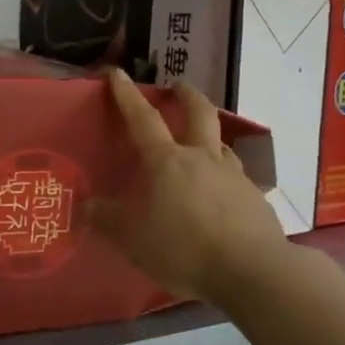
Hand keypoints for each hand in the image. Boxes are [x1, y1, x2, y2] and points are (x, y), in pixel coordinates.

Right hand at [93, 67, 286, 303]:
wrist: (250, 270)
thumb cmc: (183, 248)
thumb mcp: (133, 239)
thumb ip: (109, 219)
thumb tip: (89, 204)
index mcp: (167, 161)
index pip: (142, 119)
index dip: (127, 95)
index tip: (118, 73)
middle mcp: (203, 158)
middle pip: (199, 113)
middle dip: (187, 95)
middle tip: (179, 87)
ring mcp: (234, 175)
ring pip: (221, 143)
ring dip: (209, 135)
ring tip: (202, 143)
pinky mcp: (255, 198)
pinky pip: (236, 177)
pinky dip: (225, 177)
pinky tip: (222, 194)